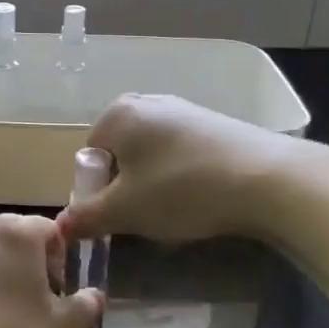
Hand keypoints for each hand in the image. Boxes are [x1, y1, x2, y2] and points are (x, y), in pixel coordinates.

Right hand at [56, 93, 306, 244]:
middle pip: (121, 154)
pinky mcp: (215, 123)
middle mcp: (148, 102)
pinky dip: (183, 176)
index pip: (90, 156)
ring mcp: (185, 110)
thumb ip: (87, 217)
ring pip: (152, 155)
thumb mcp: (125, 211)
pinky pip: (182, 153)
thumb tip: (61, 226)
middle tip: (145, 216)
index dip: (97, 191)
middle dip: (127, 187)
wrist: (267, 179)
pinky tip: (202, 198)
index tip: (118, 217)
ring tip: (177, 212)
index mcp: (118, 114)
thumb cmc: (181, 190)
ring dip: (154, 184)